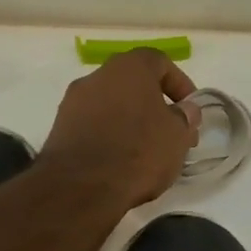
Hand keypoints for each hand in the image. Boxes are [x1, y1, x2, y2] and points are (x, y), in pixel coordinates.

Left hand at [39, 49, 201, 209]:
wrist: (80, 187)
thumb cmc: (139, 152)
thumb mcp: (178, 135)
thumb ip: (185, 116)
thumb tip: (185, 109)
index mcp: (129, 67)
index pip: (160, 62)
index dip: (180, 84)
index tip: (190, 109)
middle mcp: (97, 76)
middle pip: (133, 83)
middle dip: (155, 105)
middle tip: (172, 132)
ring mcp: (74, 102)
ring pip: (112, 104)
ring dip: (132, 121)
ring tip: (148, 151)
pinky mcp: (60, 129)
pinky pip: (94, 124)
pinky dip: (110, 135)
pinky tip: (122, 161)